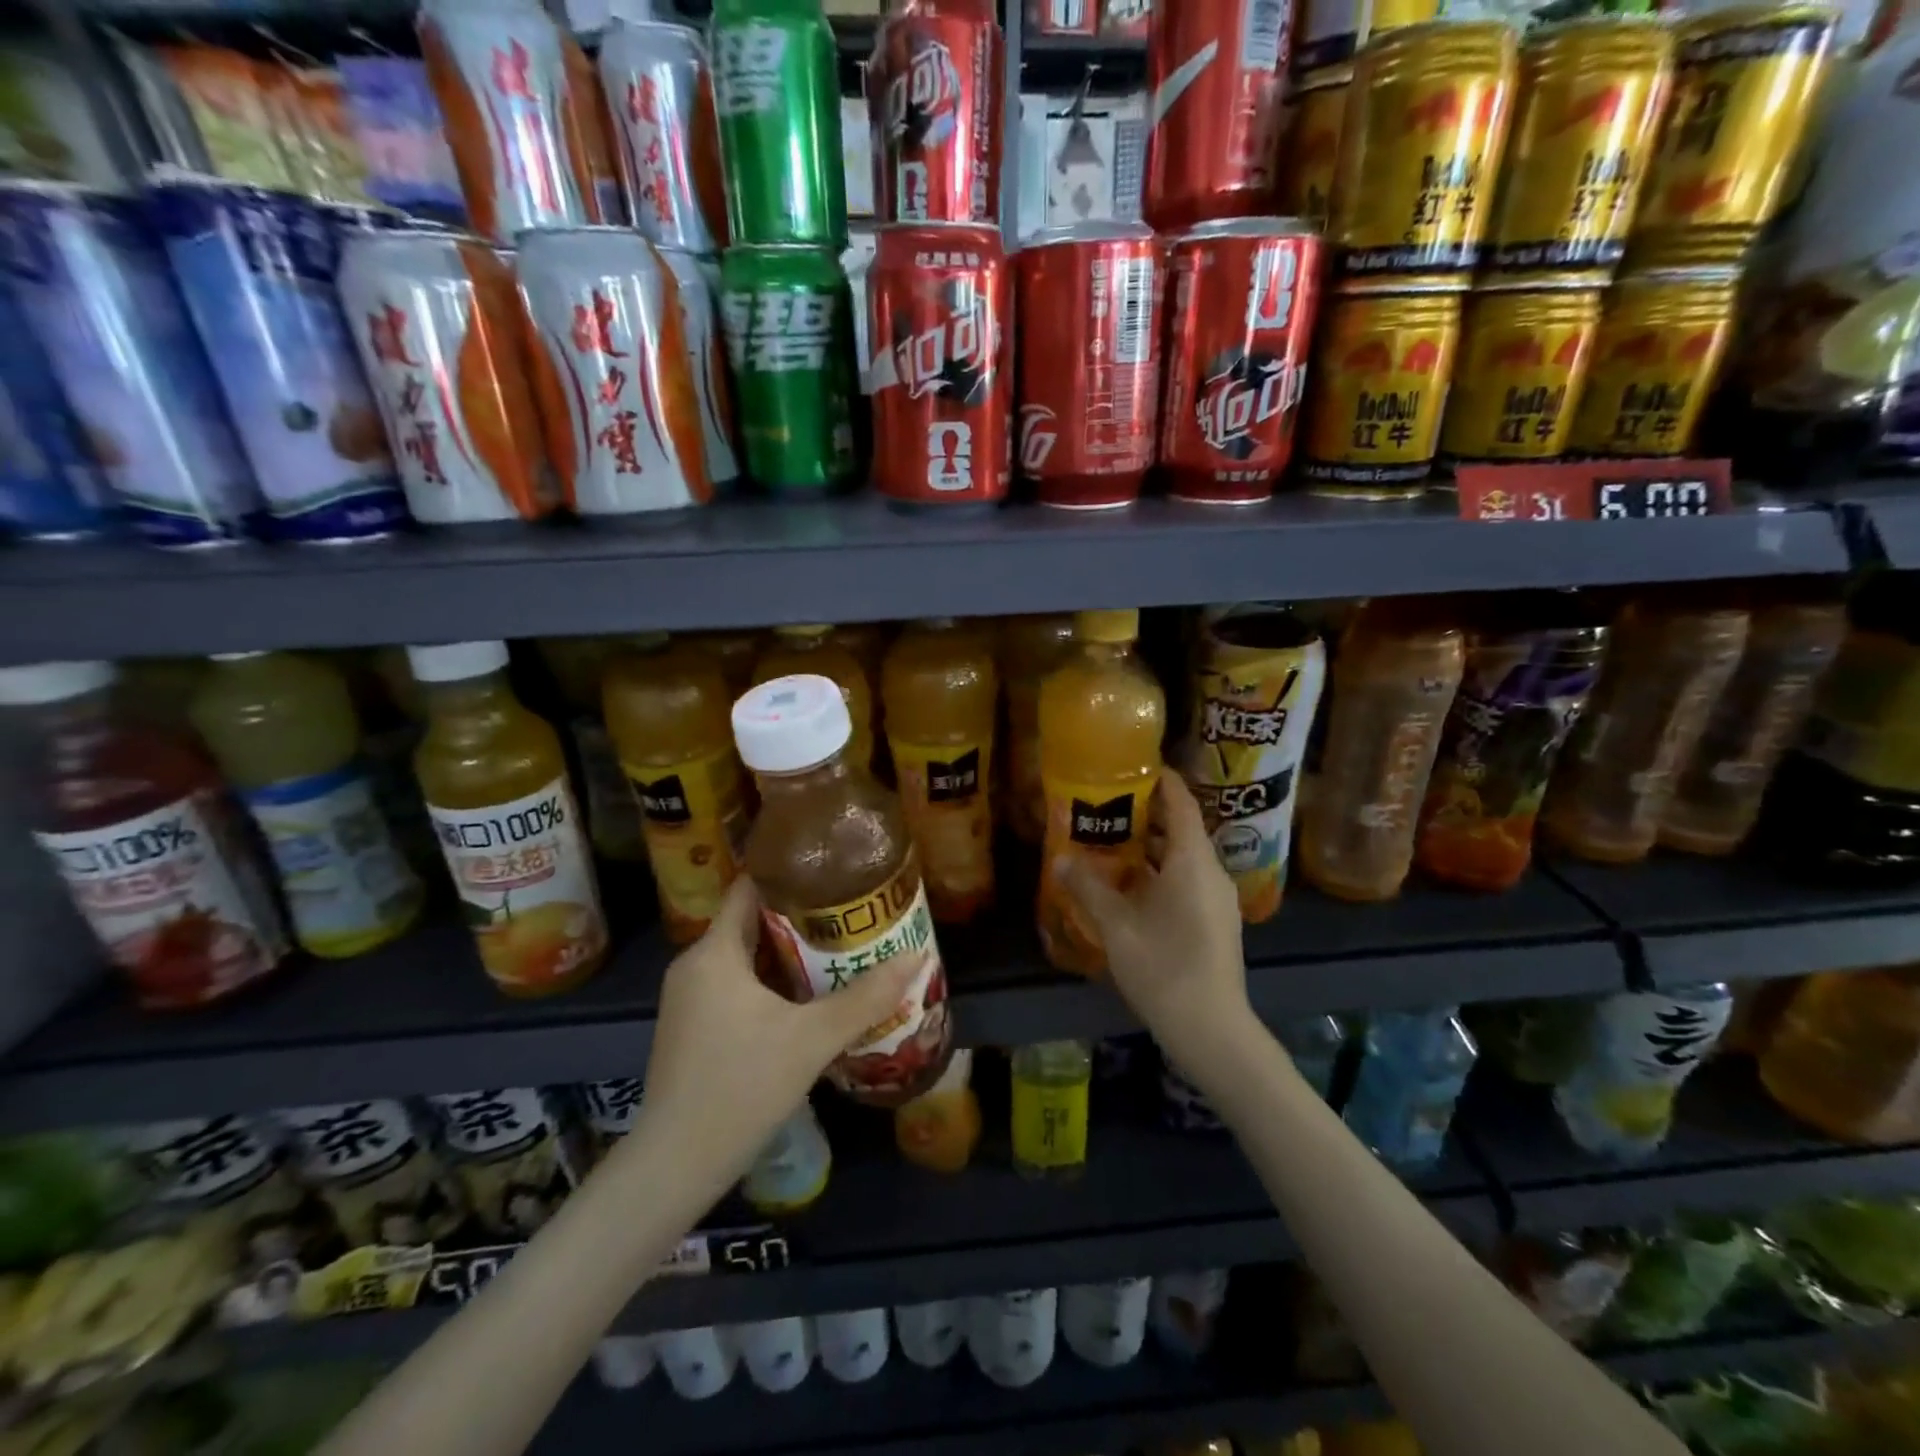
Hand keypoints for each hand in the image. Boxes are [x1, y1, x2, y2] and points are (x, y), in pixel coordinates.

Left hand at [642, 877, 917, 1183]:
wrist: (674, 1167)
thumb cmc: (740, 1087)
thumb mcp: (811, 1040)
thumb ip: (865, 998)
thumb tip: (916, 957)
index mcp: (714, 952)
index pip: (750, 888)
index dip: (791, 873)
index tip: (835, 871)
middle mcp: (695, 966)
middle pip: (753, 922)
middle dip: (803, 917)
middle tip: (852, 913)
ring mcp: (690, 999)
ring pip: (747, 958)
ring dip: (790, 953)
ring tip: (842, 949)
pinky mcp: (694, 1028)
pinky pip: (738, 986)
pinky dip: (773, 983)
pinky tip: (810, 997)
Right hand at [1059, 773, 1256, 1074]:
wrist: (1212, 1029)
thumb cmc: (1164, 968)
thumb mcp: (1117, 926)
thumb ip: (1088, 888)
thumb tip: (1060, 859)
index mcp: (1192, 861)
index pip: (1181, 803)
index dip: (1161, 779)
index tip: (1132, 763)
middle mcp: (1211, 871)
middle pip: (1181, 827)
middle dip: (1146, 812)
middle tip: (1105, 802)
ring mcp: (1217, 897)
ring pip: (1183, 855)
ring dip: (1150, 845)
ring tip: (1110, 838)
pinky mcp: (1215, 919)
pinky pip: (1187, 878)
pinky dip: (1159, 869)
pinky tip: (1129, 884)